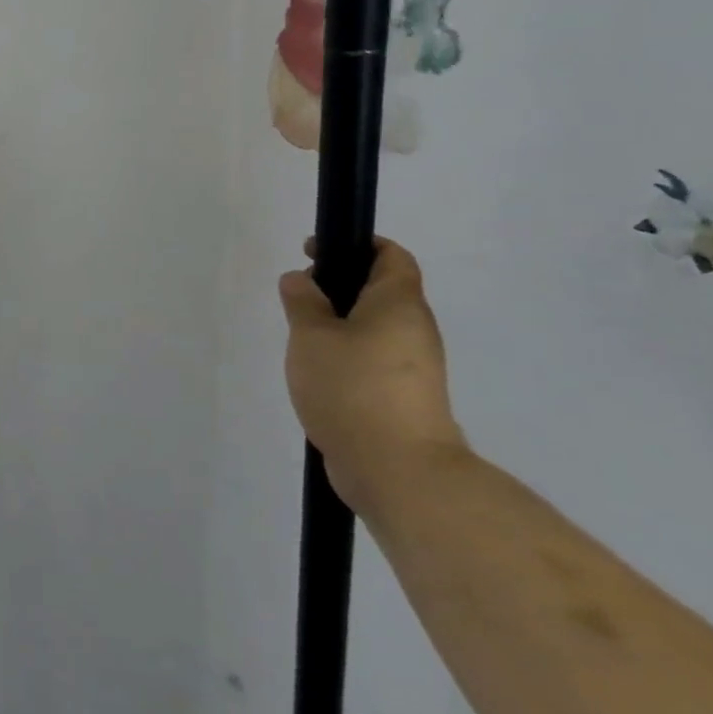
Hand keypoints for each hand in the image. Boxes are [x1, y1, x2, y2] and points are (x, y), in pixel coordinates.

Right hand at [278, 236, 469, 516]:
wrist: (397, 468)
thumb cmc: (352, 388)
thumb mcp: (311, 336)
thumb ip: (302, 302)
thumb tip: (300, 279)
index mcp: (399, 305)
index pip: (391, 257)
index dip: (359, 244)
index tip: (317, 250)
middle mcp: (415, 331)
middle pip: (382, 292)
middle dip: (339, 286)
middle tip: (297, 295)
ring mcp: (413, 368)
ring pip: (375, 329)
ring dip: (340, 324)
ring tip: (300, 337)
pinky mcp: (404, 398)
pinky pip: (373, 360)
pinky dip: (346, 355)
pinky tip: (316, 372)